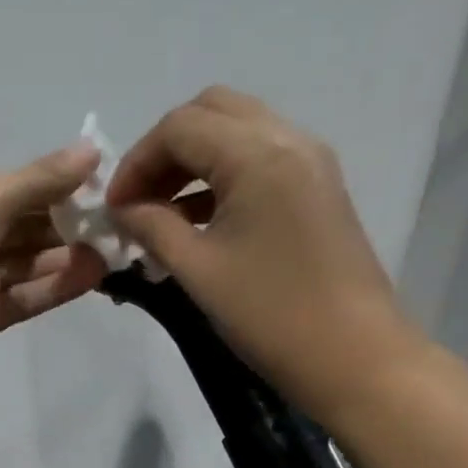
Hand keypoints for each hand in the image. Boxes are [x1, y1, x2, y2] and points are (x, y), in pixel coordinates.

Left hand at [0, 143, 105, 430]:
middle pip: (26, 225)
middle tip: (120, 225)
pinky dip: (56, 287)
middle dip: (70, 224)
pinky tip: (94, 277)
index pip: (17, 186)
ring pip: (29, 264)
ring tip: (116, 251)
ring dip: (69, 257)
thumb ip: (41, 180)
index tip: (107, 188)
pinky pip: (25, 297)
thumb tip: (93, 150)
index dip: (60, 185)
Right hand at [106, 87, 431, 423]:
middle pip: (211, 111)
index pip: (179, 127)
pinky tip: (198, 220)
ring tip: (161, 213)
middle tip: (138, 200)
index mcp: (257, 155)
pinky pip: (259, 158)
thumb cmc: (269, 314)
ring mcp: (310, 161)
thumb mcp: (197, 270)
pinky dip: (221, 175)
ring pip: (237, 131)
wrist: (353, 356)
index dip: (135, 162)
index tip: (114, 209)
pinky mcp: (318, 188)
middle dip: (164, 150)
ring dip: (192, 161)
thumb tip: (122, 210)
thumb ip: (152, 228)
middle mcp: (288, 140)